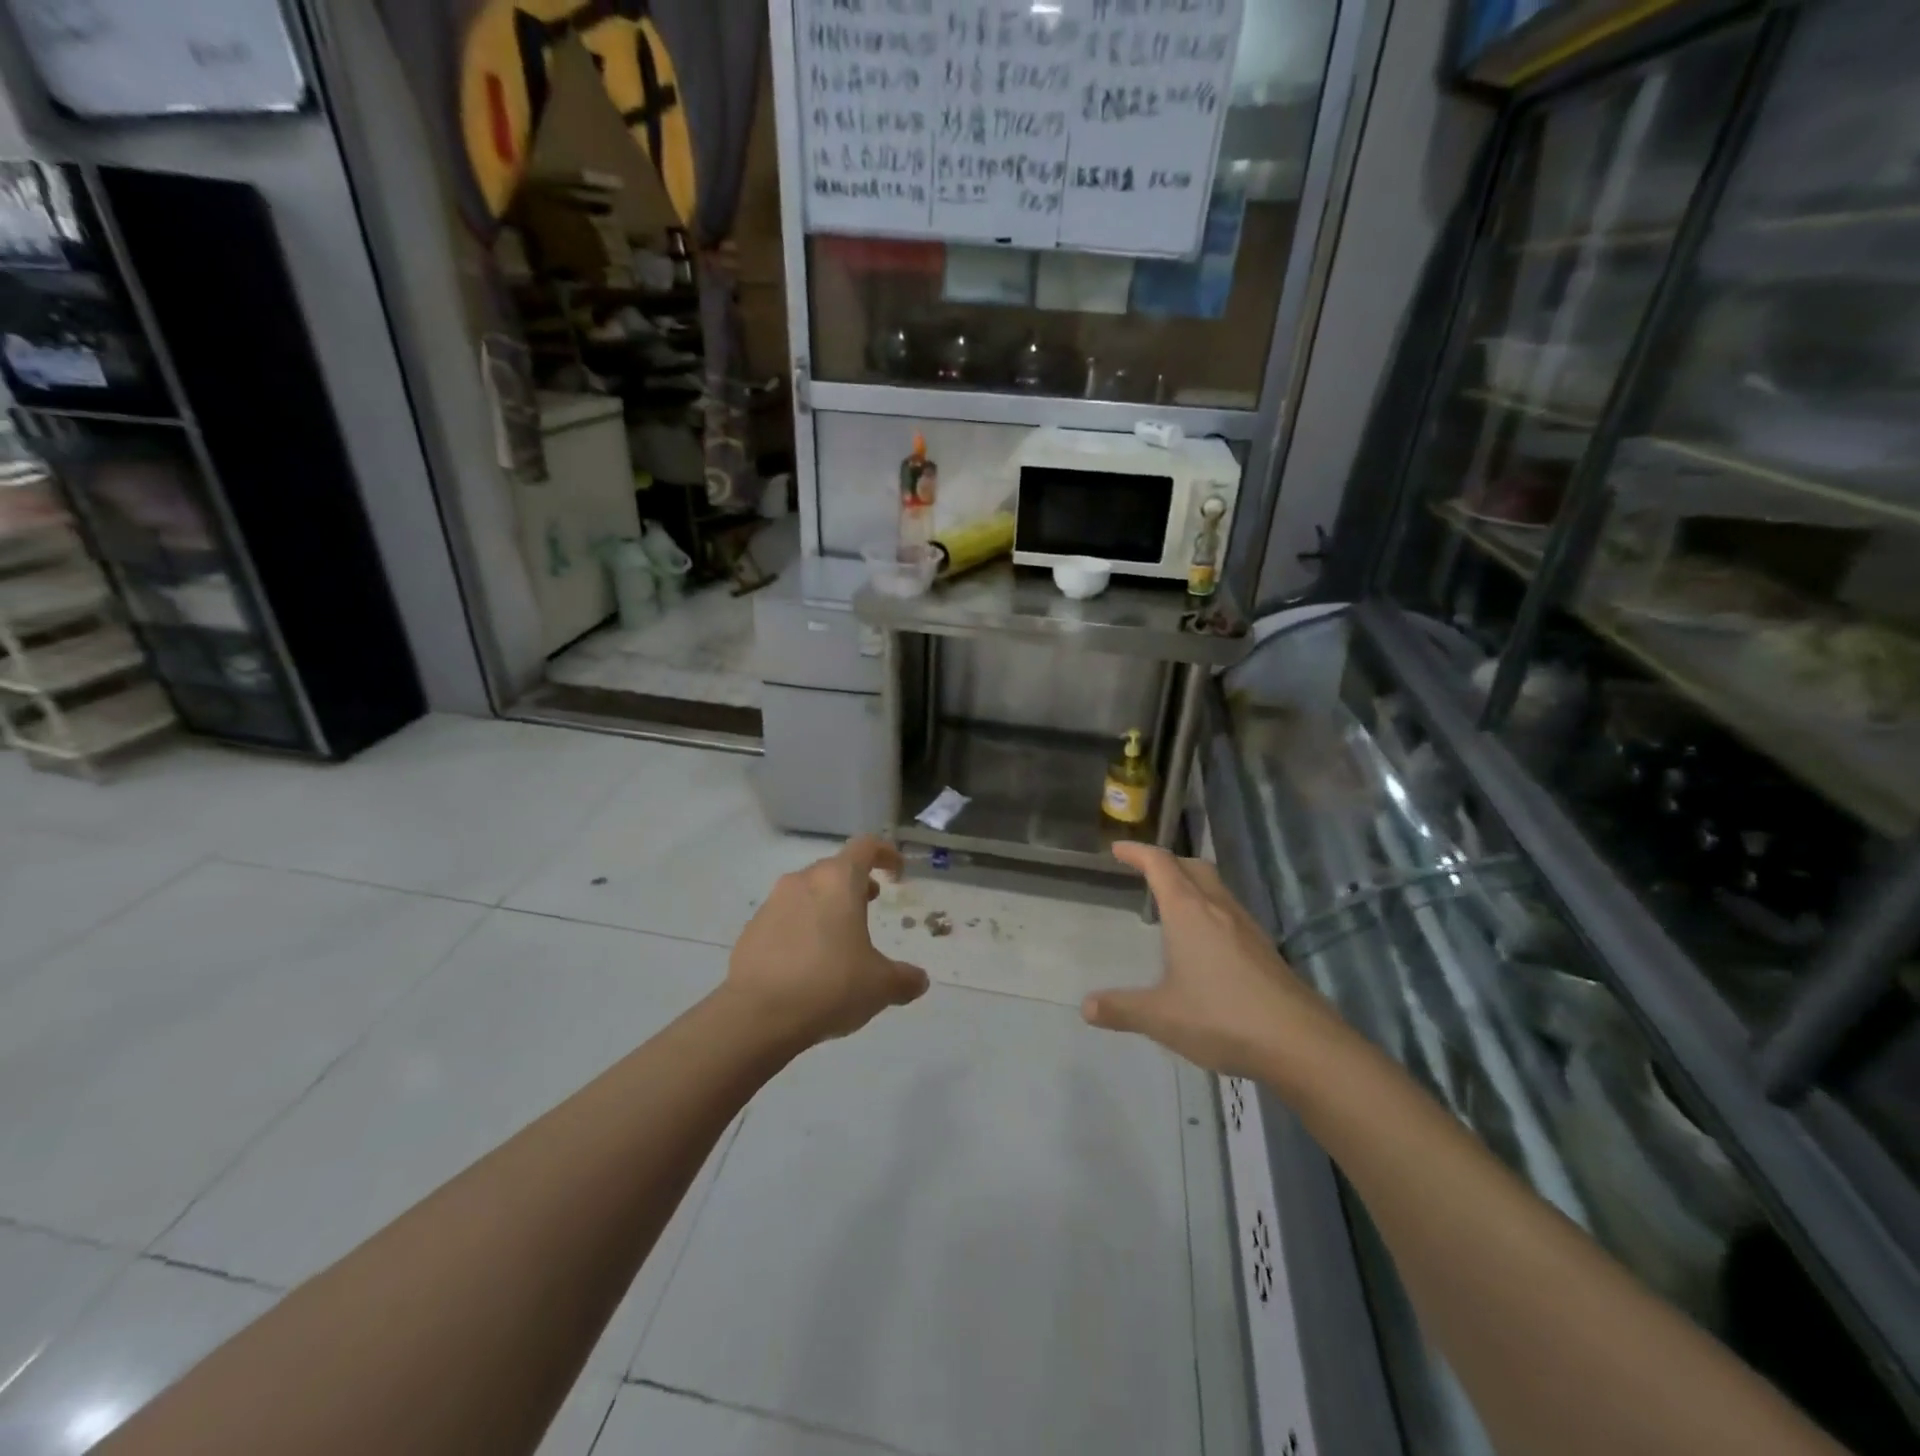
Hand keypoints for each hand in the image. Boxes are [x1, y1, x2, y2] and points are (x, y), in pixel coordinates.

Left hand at [727, 836, 930, 1047]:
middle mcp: (803, 881)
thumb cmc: (830, 985)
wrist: (757, 1015)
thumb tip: (919, 980)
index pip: (866, 846)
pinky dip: (802, 928)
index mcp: (838, 881)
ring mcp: (772, 904)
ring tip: (840, 935)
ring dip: (827, 904)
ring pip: (807, 892)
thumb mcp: (880, 986)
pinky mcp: (752, 930)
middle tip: (871, 901)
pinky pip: (784, 918)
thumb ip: (904, 979)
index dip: (886, 853)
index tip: (896, 872)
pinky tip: (808, 961)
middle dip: (855, 882)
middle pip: (834, 868)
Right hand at [1083, 842, 1343, 1080]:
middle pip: (1193, 867)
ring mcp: (1248, 928)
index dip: (1137, 852)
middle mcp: (1219, 909)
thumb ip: (1122, 1009)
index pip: (1160, 864)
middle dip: (1169, 863)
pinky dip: (1211, 912)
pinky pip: (1231, 915)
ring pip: (1217, 889)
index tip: (1118, 850)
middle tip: (1147, 873)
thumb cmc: (1221, 1018)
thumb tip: (1087, 1007)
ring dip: (1193, 886)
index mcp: (1189, 912)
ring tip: (1174, 908)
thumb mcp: (1160, 1017)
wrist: (1300, 1043)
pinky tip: (1206, 945)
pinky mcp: (1266, 950)